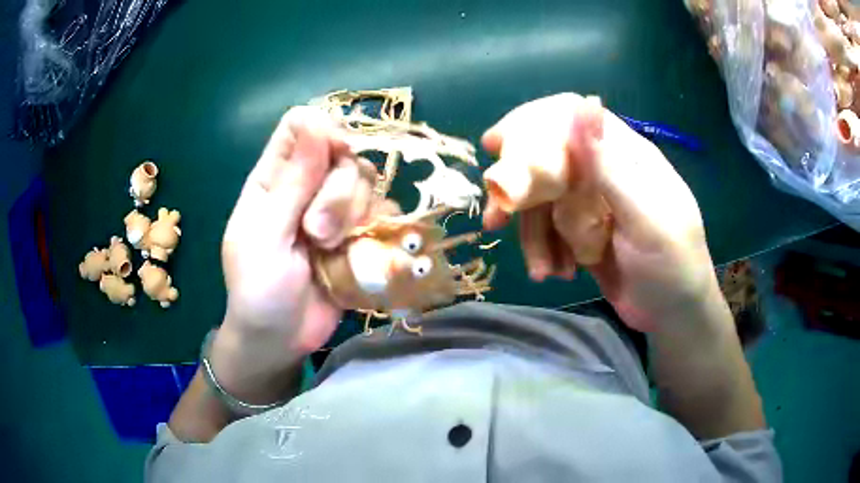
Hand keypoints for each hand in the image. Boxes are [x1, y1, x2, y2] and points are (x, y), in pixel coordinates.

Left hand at [212, 106, 375, 402]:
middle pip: (344, 153)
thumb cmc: (259, 290)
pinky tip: (357, 253)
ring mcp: (335, 210)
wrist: (281, 339)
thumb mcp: (265, 234)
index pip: (301, 125)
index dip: (322, 131)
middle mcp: (306, 185)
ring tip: (330, 249)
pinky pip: (383, 211)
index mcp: (273, 178)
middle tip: (317, 232)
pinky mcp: (359, 234)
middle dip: (338, 191)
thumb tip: (316, 119)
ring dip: (353, 215)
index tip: (332, 157)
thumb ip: (292, 181)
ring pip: (367, 181)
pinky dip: (375, 228)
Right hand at [483, 94, 720, 331]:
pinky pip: (552, 232)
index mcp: (627, 156)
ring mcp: (594, 206)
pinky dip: (547, 252)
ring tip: (539, 268)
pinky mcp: (585, 235)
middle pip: (553, 163)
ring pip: (548, 203)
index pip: (574, 120)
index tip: (498, 144)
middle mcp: (606, 174)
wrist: (674, 316)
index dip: (535, 124)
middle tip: (497, 215)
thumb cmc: (672, 265)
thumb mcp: (646, 217)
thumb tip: (583, 104)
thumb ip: (611, 166)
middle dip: (523, 190)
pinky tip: (555, 273)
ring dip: (535, 234)